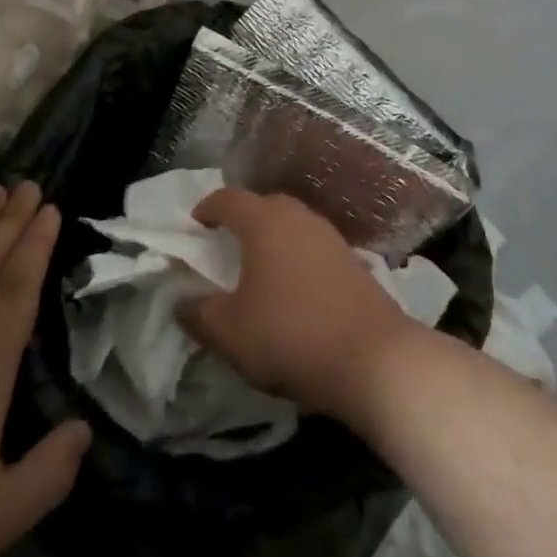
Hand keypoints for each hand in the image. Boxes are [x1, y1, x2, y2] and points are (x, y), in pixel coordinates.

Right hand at [180, 188, 421, 421]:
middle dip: (241, 220)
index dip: (207, 208)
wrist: (374, 359)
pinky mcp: (353, 260)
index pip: (228, 198)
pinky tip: (294, 287)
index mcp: (264, 222)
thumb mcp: (229, 333)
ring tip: (258, 267)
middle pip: (263, 205)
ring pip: (292, 224)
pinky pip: (313, 246)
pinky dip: (296, 256)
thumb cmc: (290, 336)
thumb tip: (182, 302)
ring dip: (272, 238)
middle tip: (225, 245)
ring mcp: (330, 236)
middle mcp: (298, 217)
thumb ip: (198, 314)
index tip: (195, 226)